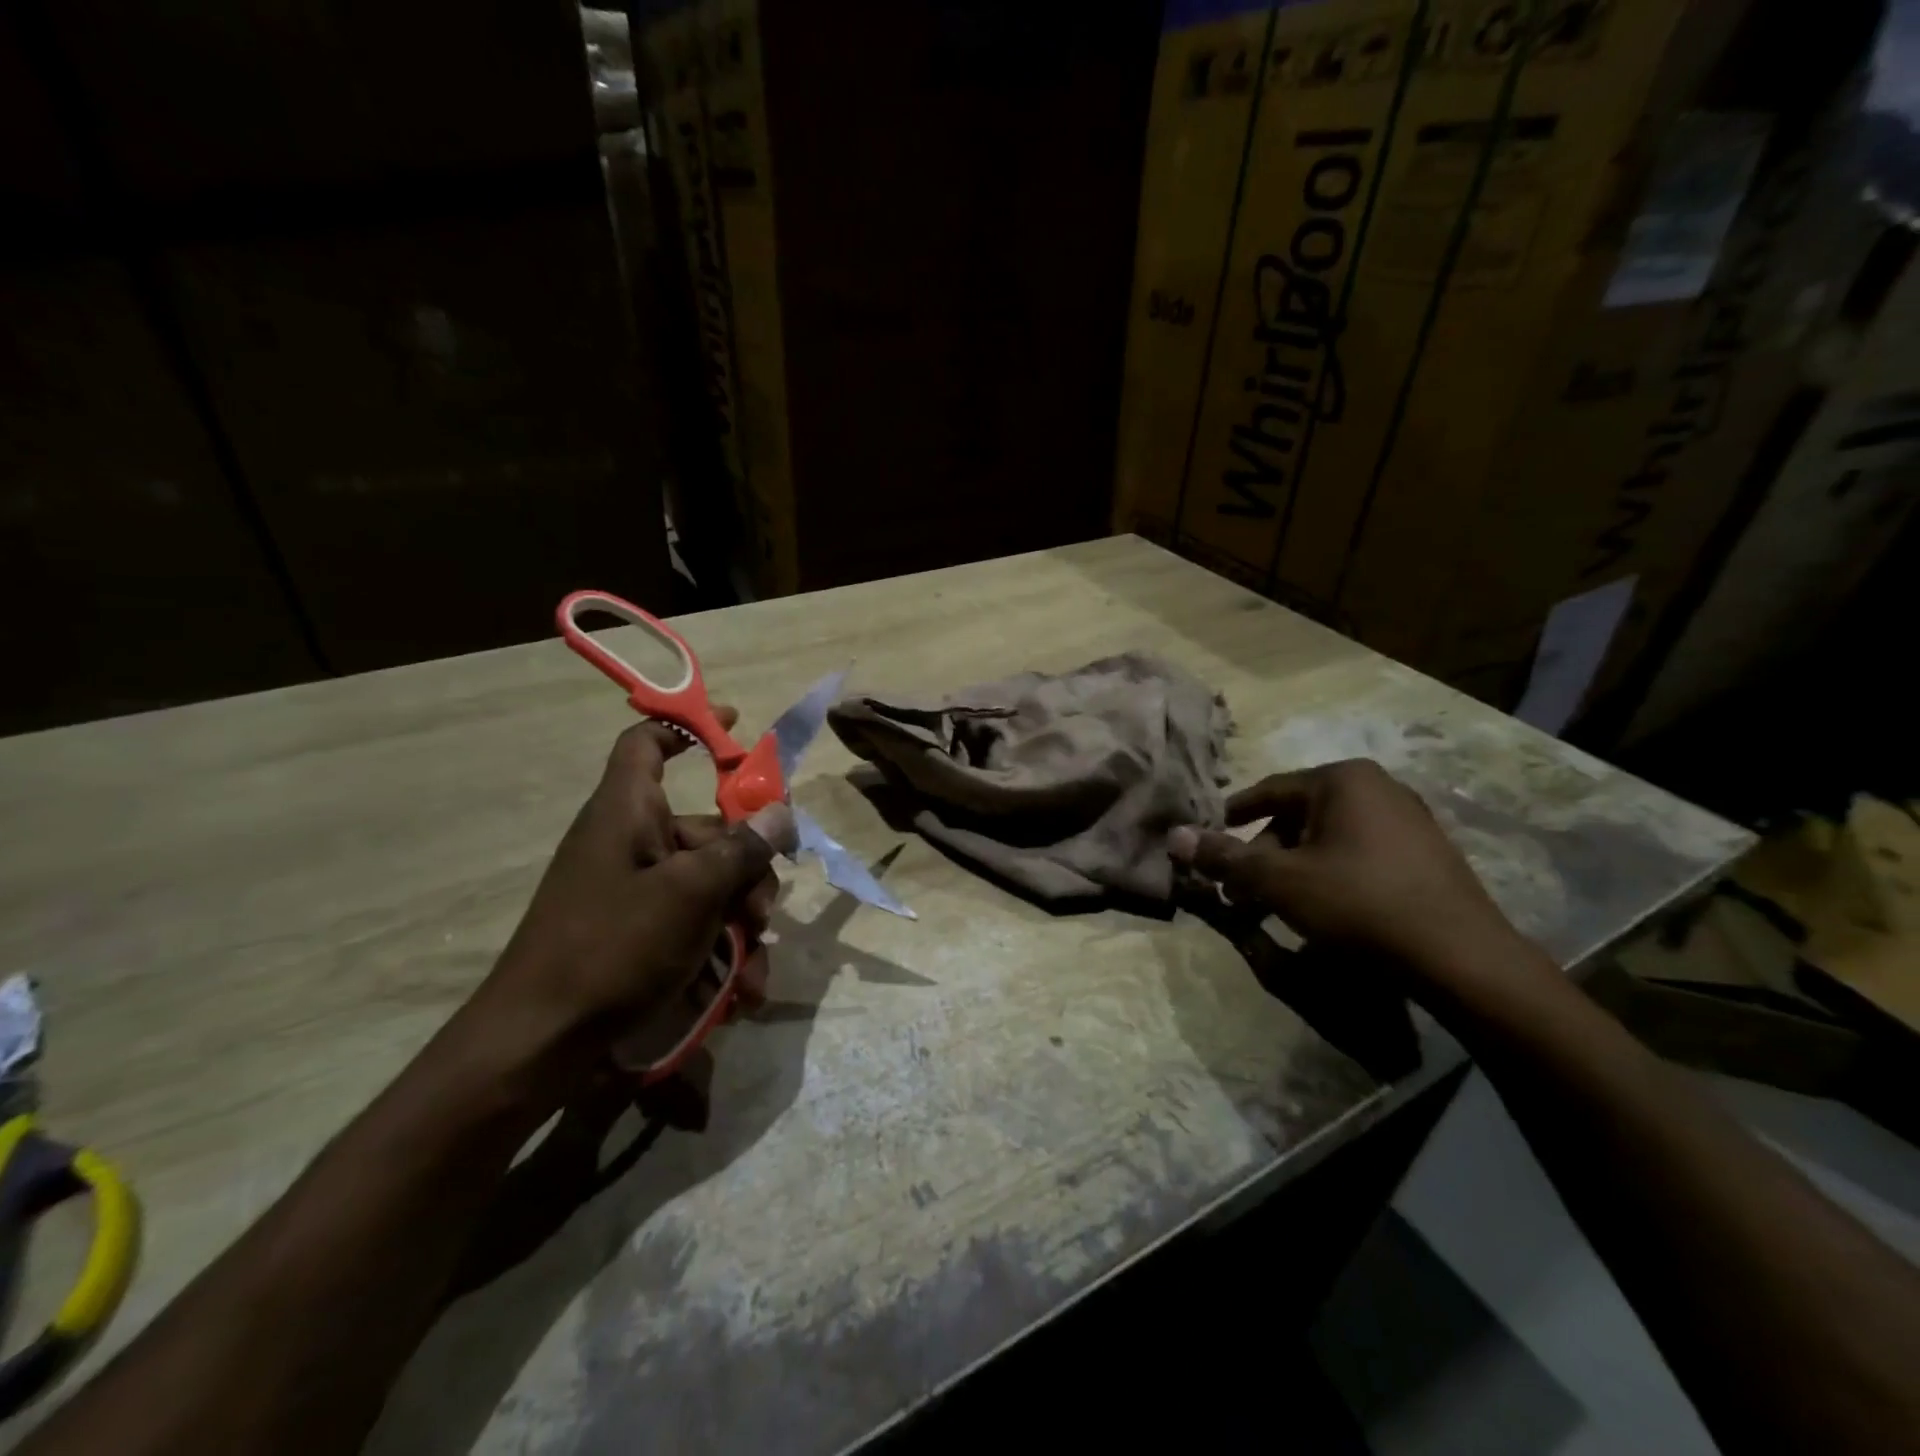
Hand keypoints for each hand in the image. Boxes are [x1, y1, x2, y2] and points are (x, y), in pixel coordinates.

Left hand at [481, 716, 796, 1045]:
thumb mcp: (690, 893)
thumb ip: (742, 849)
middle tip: (762, 913)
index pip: (648, 743)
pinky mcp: (638, 935)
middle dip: (747, 872)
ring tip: (752, 971)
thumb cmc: (612, 947)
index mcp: (628, 812)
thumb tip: (781, 812)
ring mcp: (635, 892)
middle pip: (707, 831)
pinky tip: (739, 994)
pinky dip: (719, 955)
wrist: (538, 1044)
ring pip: (710, 887)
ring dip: (740, 926)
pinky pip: (693, 926)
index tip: (735, 729)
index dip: (688, 727)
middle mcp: (631, 843)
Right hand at [1169, 759, 1520, 980]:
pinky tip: (1321, 910)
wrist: (1461, 958)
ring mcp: (1409, 821)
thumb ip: (1224, 857)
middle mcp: (1378, 788)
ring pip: (1328, 838)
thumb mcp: (1280, 881)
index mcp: (1343, 780)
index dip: (1232, 817)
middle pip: (1298, 817)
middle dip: (1262, 854)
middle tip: (1239, 891)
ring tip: (1274, 907)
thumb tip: (1173, 836)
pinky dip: (1328, 875)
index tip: (1208, 839)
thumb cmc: (1359, 903)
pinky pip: (1359, 854)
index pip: (1269, 791)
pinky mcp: (1427, 855)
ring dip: (1292, 869)